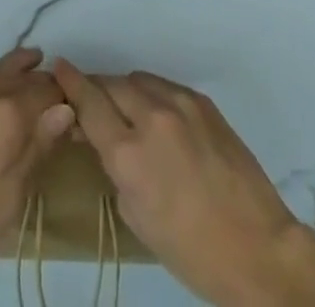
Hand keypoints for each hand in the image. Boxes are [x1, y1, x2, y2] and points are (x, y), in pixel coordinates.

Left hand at [0, 48, 74, 295]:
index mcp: (9, 112)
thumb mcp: (6, 200)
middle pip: (29, 75)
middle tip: (61, 103)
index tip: (79, 116)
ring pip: (5, 68)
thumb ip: (36, 151)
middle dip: (48, 84)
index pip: (51, 92)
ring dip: (25, 73)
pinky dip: (3, 77)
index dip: (68, 101)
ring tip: (38, 81)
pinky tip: (4, 96)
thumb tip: (65, 111)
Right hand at [52, 60, 314, 306]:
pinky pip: (165, 86)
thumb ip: (115, 167)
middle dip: (96, 88)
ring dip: (125, 90)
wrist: (256, 247)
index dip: (70, 82)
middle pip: (111, 84)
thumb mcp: (136, 215)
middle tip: (90, 99)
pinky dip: (152, 94)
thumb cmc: (190, 248)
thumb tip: (104, 138)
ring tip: (124, 108)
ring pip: (138, 79)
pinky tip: (156, 115)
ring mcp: (180, 104)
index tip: (58, 66)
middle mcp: (151, 117)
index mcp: (129, 154)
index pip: (89, 102)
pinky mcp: (202, 101)